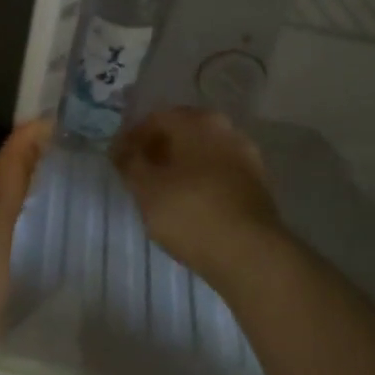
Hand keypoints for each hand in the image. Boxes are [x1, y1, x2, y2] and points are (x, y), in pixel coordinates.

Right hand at [111, 107, 291, 289]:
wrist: (250, 255)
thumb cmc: (190, 213)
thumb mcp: (145, 188)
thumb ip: (129, 163)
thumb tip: (121, 149)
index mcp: (197, 122)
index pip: (155, 119)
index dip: (131, 138)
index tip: (117, 160)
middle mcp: (226, 129)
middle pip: (182, 133)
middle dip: (157, 150)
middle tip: (137, 173)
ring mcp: (246, 156)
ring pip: (202, 153)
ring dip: (180, 166)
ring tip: (160, 192)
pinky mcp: (257, 184)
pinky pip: (218, 173)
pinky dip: (200, 181)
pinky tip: (187, 204)